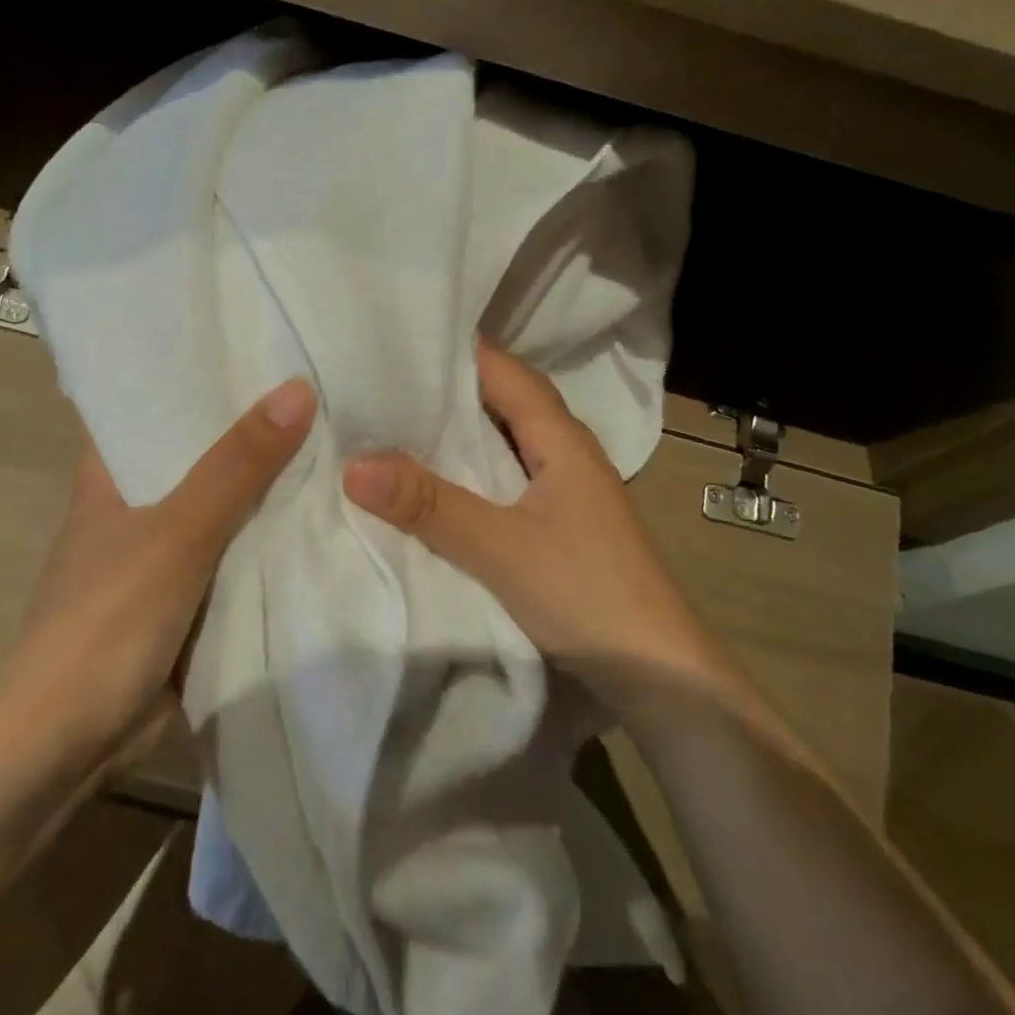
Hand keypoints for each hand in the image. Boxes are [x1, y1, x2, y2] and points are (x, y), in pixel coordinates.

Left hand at [11, 378, 315, 752]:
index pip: (152, 399)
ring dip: (266, 482)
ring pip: (223, 502)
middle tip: (317, 384)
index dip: (198, 371)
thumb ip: (237, 465)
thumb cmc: (108, 618)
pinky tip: (318, 512)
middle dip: (251, 426)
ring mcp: (161, 551)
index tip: (256, 343)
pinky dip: (267, 535)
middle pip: (199, 449)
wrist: (68, 742)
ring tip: (332, 435)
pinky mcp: (185, 595)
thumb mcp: (178, 531)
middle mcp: (135, 502)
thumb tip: (298, 388)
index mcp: (111, 471)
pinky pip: (235, 551)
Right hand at [342, 344, 718, 708]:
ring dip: (462, 428)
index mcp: (562, 438)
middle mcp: (568, 451)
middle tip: (385, 377)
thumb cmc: (587, 595)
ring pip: (508, 438)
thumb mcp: (499, 548)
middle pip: (506, 399)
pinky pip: (509, 474)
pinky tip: (441, 479)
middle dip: (450, 386)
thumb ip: (429, 505)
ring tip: (399, 420)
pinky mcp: (563, 521)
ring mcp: (568, 487)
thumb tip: (353, 464)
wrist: (661, 676)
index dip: (456, 349)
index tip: (398, 338)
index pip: (504, 370)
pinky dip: (474, 466)